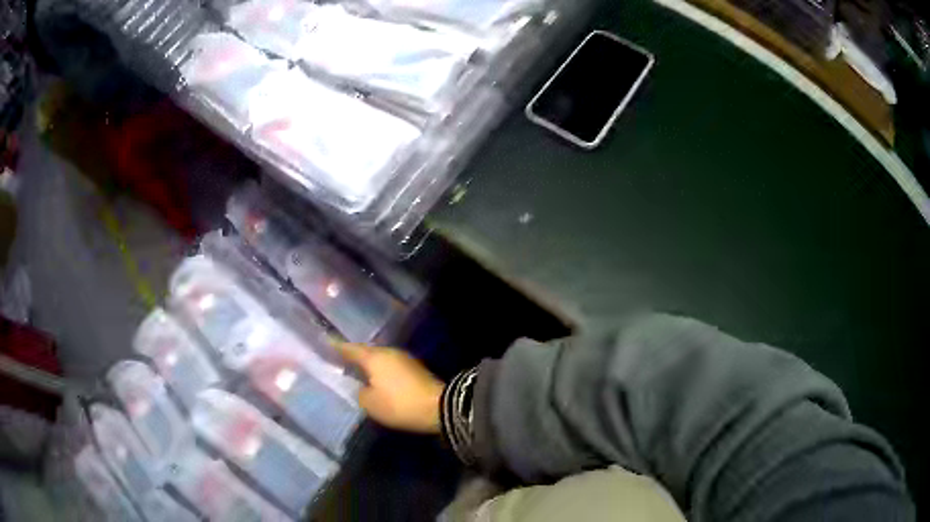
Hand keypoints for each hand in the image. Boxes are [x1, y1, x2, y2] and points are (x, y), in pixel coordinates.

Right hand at [337, 343, 443, 433]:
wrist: (439, 407)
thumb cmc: (399, 404)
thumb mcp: (371, 403)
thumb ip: (360, 393)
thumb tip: (362, 387)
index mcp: (374, 357)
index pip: (350, 349)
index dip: (336, 347)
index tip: (325, 343)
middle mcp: (388, 352)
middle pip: (366, 352)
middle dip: (353, 356)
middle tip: (339, 359)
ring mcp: (404, 359)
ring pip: (379, 359)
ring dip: (368, 364)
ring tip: (355, 371)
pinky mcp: (414, 369)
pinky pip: (390, 366)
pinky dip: (380, 371)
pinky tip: (375, 379)